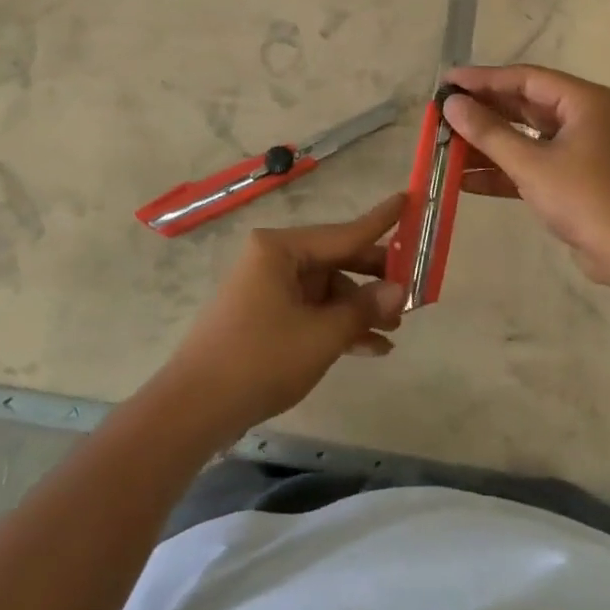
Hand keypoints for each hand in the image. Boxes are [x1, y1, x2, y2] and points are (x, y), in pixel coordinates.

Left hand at [161, 194, 406, 441]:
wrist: (194, 410)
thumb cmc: (260, 359)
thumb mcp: (322, 335)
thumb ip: (364, 308)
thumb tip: (400, 289)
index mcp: (281, 249)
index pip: (344, 232)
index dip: (381, 221)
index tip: (409, 199)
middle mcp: (274, 259)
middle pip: (336, 260)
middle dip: (374, 279)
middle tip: (414, 289)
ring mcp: (267, 289)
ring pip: (326, 290)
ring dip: (359, 309)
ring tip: (395, 330)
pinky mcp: (265, 317)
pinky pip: (311, 311)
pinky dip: (338, 326)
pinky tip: (371, 348)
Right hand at [443, 64, 609, 285]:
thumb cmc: (585, 198)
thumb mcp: (531, 164)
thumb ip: (489, 132)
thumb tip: (452, 105)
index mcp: (582, 101)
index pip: (524, 78)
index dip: (482, 79)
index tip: (447, 81)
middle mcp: (582, 117)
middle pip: (523, 105)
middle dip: (482, 112)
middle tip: (442, 113)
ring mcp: (579, 149)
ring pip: (524, 137)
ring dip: (487, 144)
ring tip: (445, 146)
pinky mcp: (572, 178)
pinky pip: (531, 164)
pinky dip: (502, 170)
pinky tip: (465, 180)